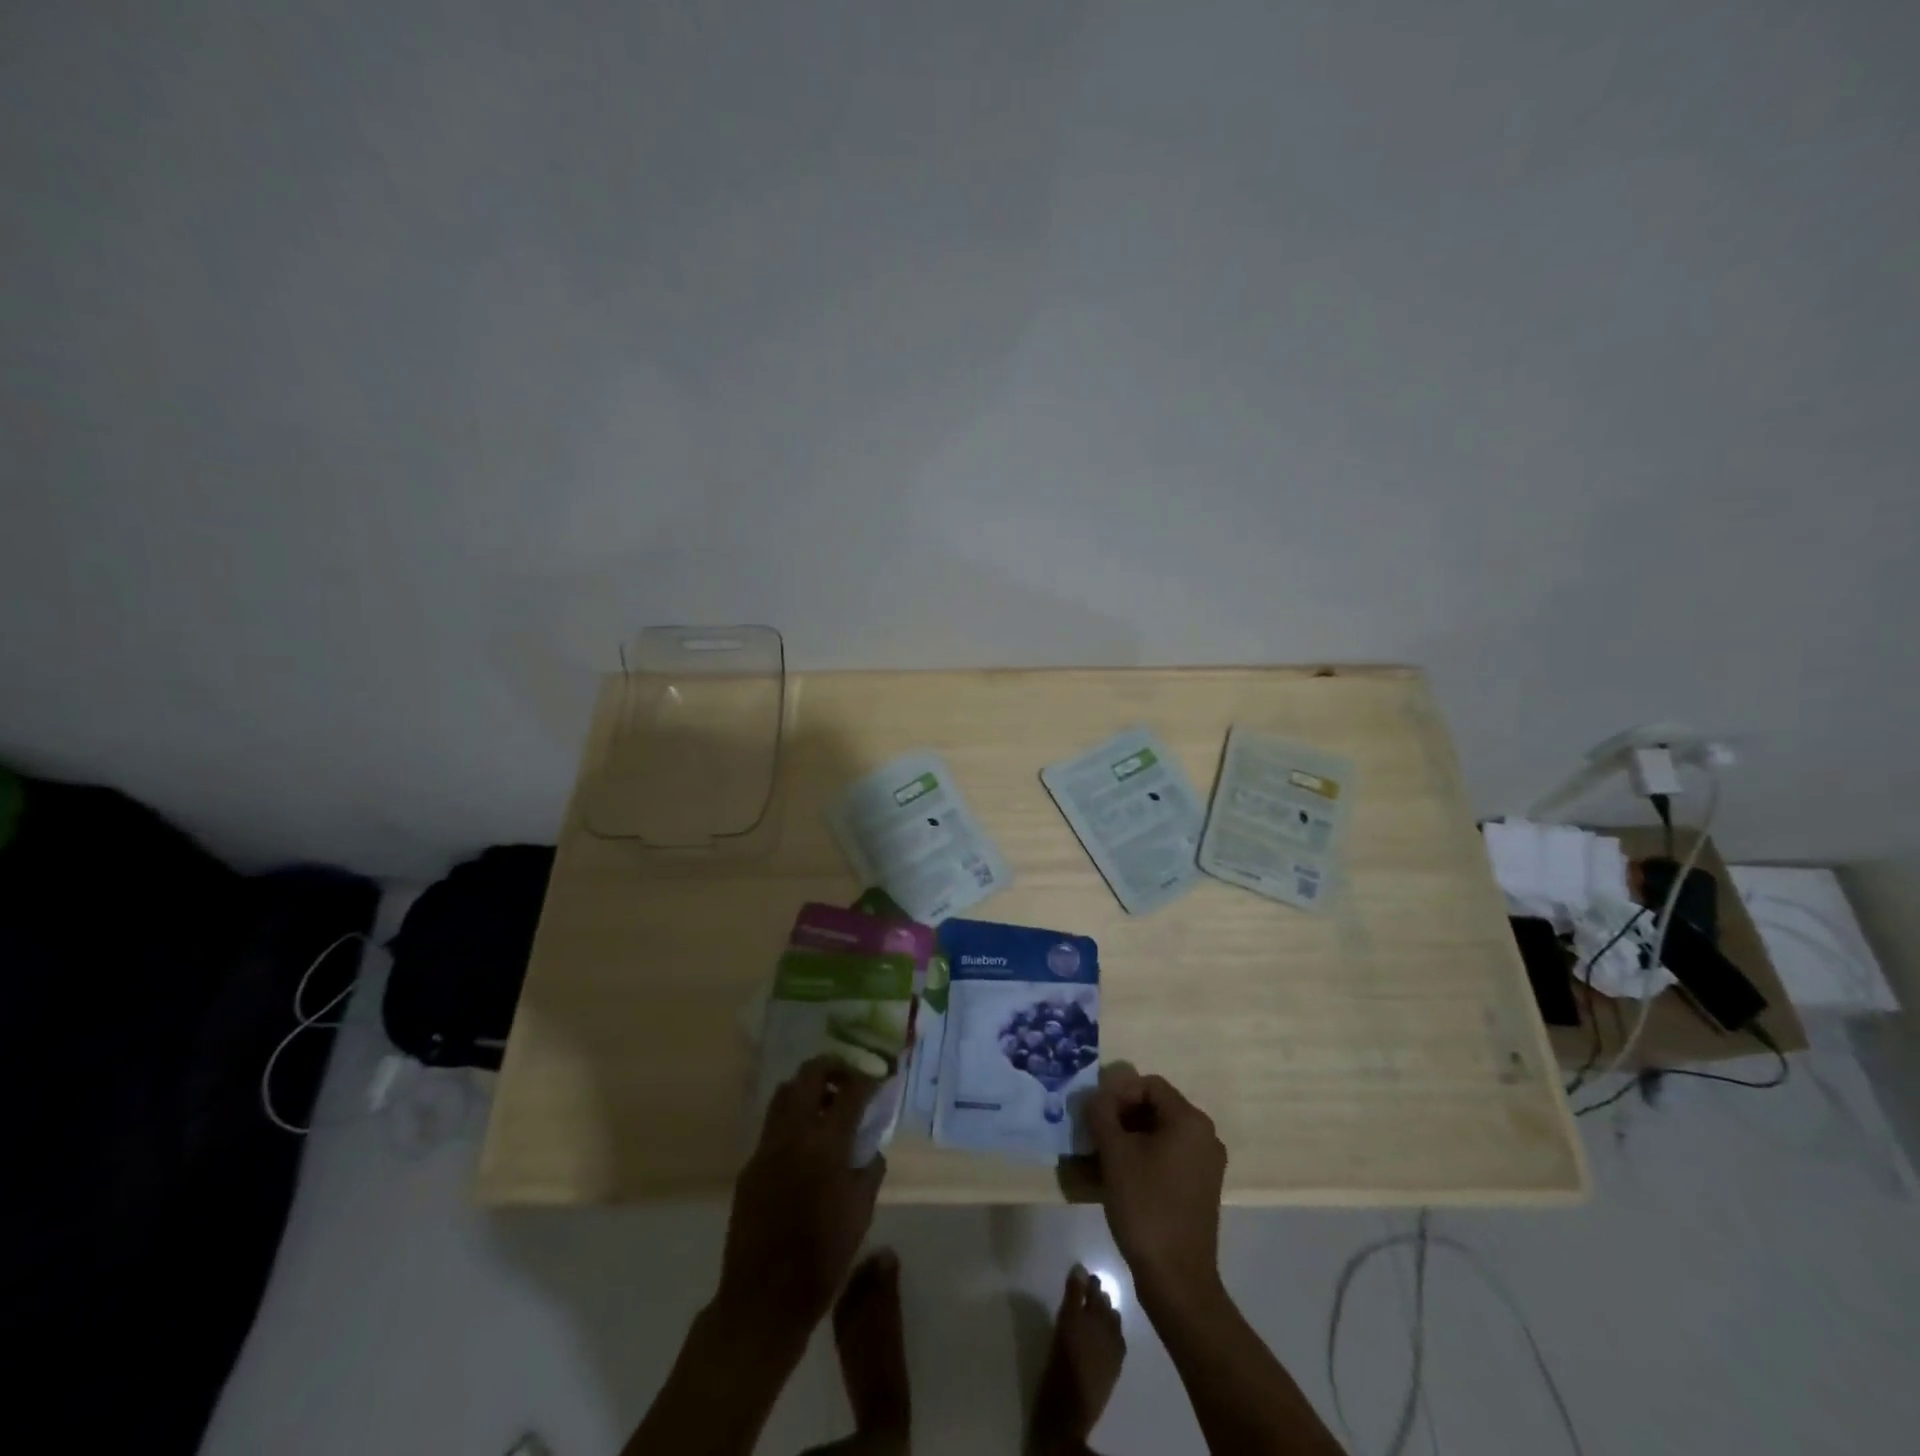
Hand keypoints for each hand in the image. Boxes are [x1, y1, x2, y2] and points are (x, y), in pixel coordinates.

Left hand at [714, 1056, 886, 1341]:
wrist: (763, 1300)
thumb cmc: (823, 1258)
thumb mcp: (861, 1212)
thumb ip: (869, 1168)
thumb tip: (870, 1146)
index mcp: (825, 1143)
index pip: (852, 1090)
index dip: (869, 1078)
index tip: (880, 1076)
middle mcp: (793, 1134)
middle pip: (810, 1074)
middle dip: (834, 1067)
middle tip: (850, 1079)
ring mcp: (766, 1147)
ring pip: (785, 1093)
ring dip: (809, 1088)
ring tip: (828, 1105)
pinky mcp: (750, 1165)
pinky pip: (773, 1126)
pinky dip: (792, 1119)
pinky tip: (805, 1144)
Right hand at [1087, 1066, 1227, 1304]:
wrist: (1176, 1278)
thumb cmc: (1145, 1206)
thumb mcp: (1114, 1153)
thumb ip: (1101, 1113)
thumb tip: (1096, 1096)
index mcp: (1190, 1120)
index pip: (1148, 1085)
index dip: (1118, 1094)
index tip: (1097, 1118)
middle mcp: (1205, 1135)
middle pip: (1156, 1107)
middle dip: (1122, 1116)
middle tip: (1096, 1136)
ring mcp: (1207, 1164)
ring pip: (1161, 1133)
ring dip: (1130, 1137)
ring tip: (1103, 1157)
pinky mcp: (1201, 1188)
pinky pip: (1169, 1156)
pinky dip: (1145, 1157)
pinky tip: (1122, 1176)